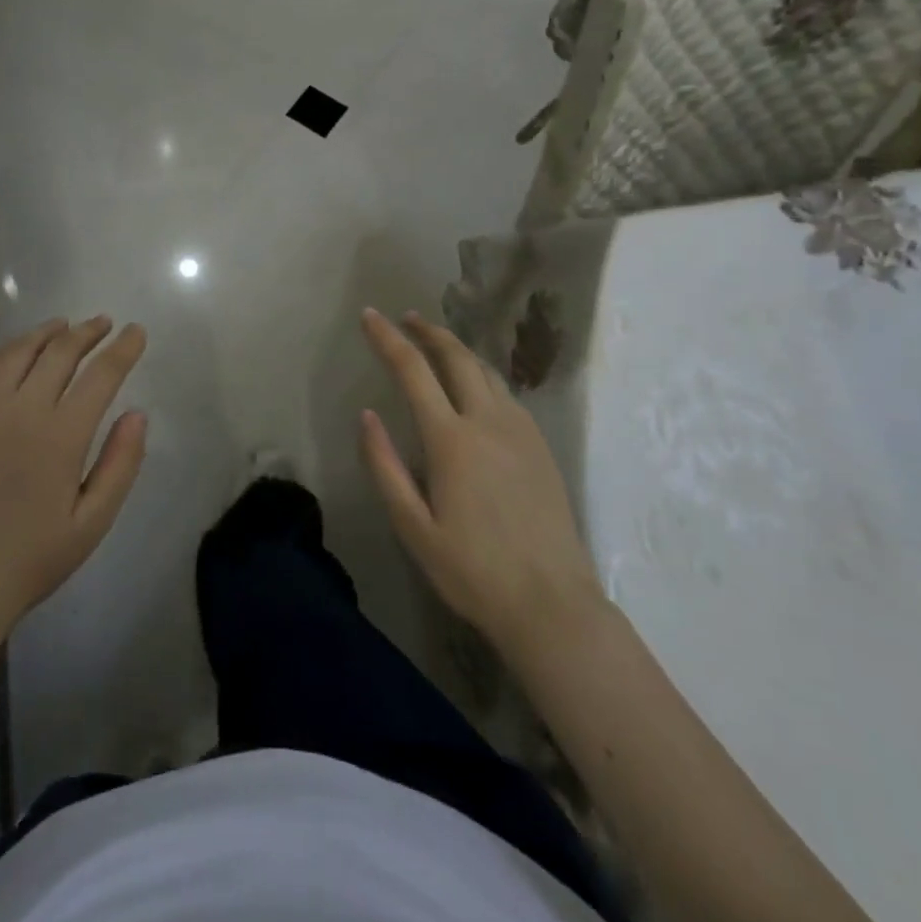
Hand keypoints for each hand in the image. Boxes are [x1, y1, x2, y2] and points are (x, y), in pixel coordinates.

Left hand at [0, 317, 147, 654]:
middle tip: (105, 323)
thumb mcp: (93, 522)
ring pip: (19, 352)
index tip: (136, 332)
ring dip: (47, 332)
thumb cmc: (32, 558)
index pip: (101, 374)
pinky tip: (17, 351)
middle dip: (88, 332)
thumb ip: (120, 464)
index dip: (123, 348)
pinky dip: (5, 351)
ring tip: (65, 325)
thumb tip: (137, 414)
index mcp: (61, 435)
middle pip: (60, 352)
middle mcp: (21, 410)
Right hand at [358, 309, 602, 649]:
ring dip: (457, 349)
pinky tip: (474, 386)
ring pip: (486, 371)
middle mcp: (489, 422)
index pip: (414, 372)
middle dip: (429, 331)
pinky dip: (481, 375)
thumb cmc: (472, 571)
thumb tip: (367, 416)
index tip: (370, 316)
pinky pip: (506, 394)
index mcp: (452, 441)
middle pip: (458, 358)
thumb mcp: (413, 527)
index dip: (389, 339)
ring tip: (435, 342)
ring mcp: (521, 432)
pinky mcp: (541, 447)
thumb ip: (386, 467)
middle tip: (406, 318)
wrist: (552, 605)